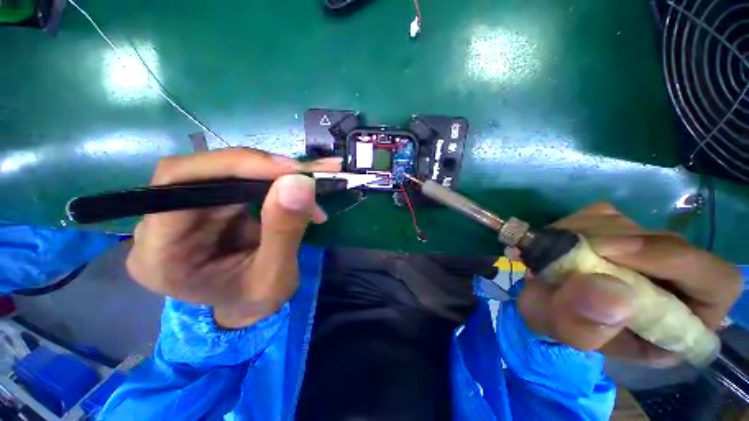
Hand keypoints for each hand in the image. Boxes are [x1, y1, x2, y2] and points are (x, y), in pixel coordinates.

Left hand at [126, 148, 341, 327]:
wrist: (246, 307)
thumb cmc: (254, 303)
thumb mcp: (275, 277)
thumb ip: (284, 231)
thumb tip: (299, 182)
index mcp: (161, 253)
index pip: (179, 183)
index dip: (235, 166)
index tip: (289, 171)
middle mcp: (161, 224)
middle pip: (204, 171)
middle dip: (263, 169)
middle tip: (307, 175)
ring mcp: (184, 211)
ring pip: (226, 171)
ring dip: (274, 175)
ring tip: (309, 185)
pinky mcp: (209, 204)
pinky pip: (240, 180)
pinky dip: (274, 181)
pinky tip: (298, 192)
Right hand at [518, 202, 741, 365]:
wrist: (542, 300)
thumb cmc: (562, 324)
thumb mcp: (566, 333)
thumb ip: (586, 326)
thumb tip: (613, 294)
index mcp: (681, 320)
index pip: (715, 282)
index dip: (674, 261)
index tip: (609, 252)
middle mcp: (673, 280)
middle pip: (667, 243)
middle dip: (612, 244)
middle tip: (567, 250)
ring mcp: (645, 249)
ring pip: (629, 225)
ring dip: (584, 234)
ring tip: (554, 254)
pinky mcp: (618, 231)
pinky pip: (601, 215)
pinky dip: (573, 224)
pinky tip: (556, 242)